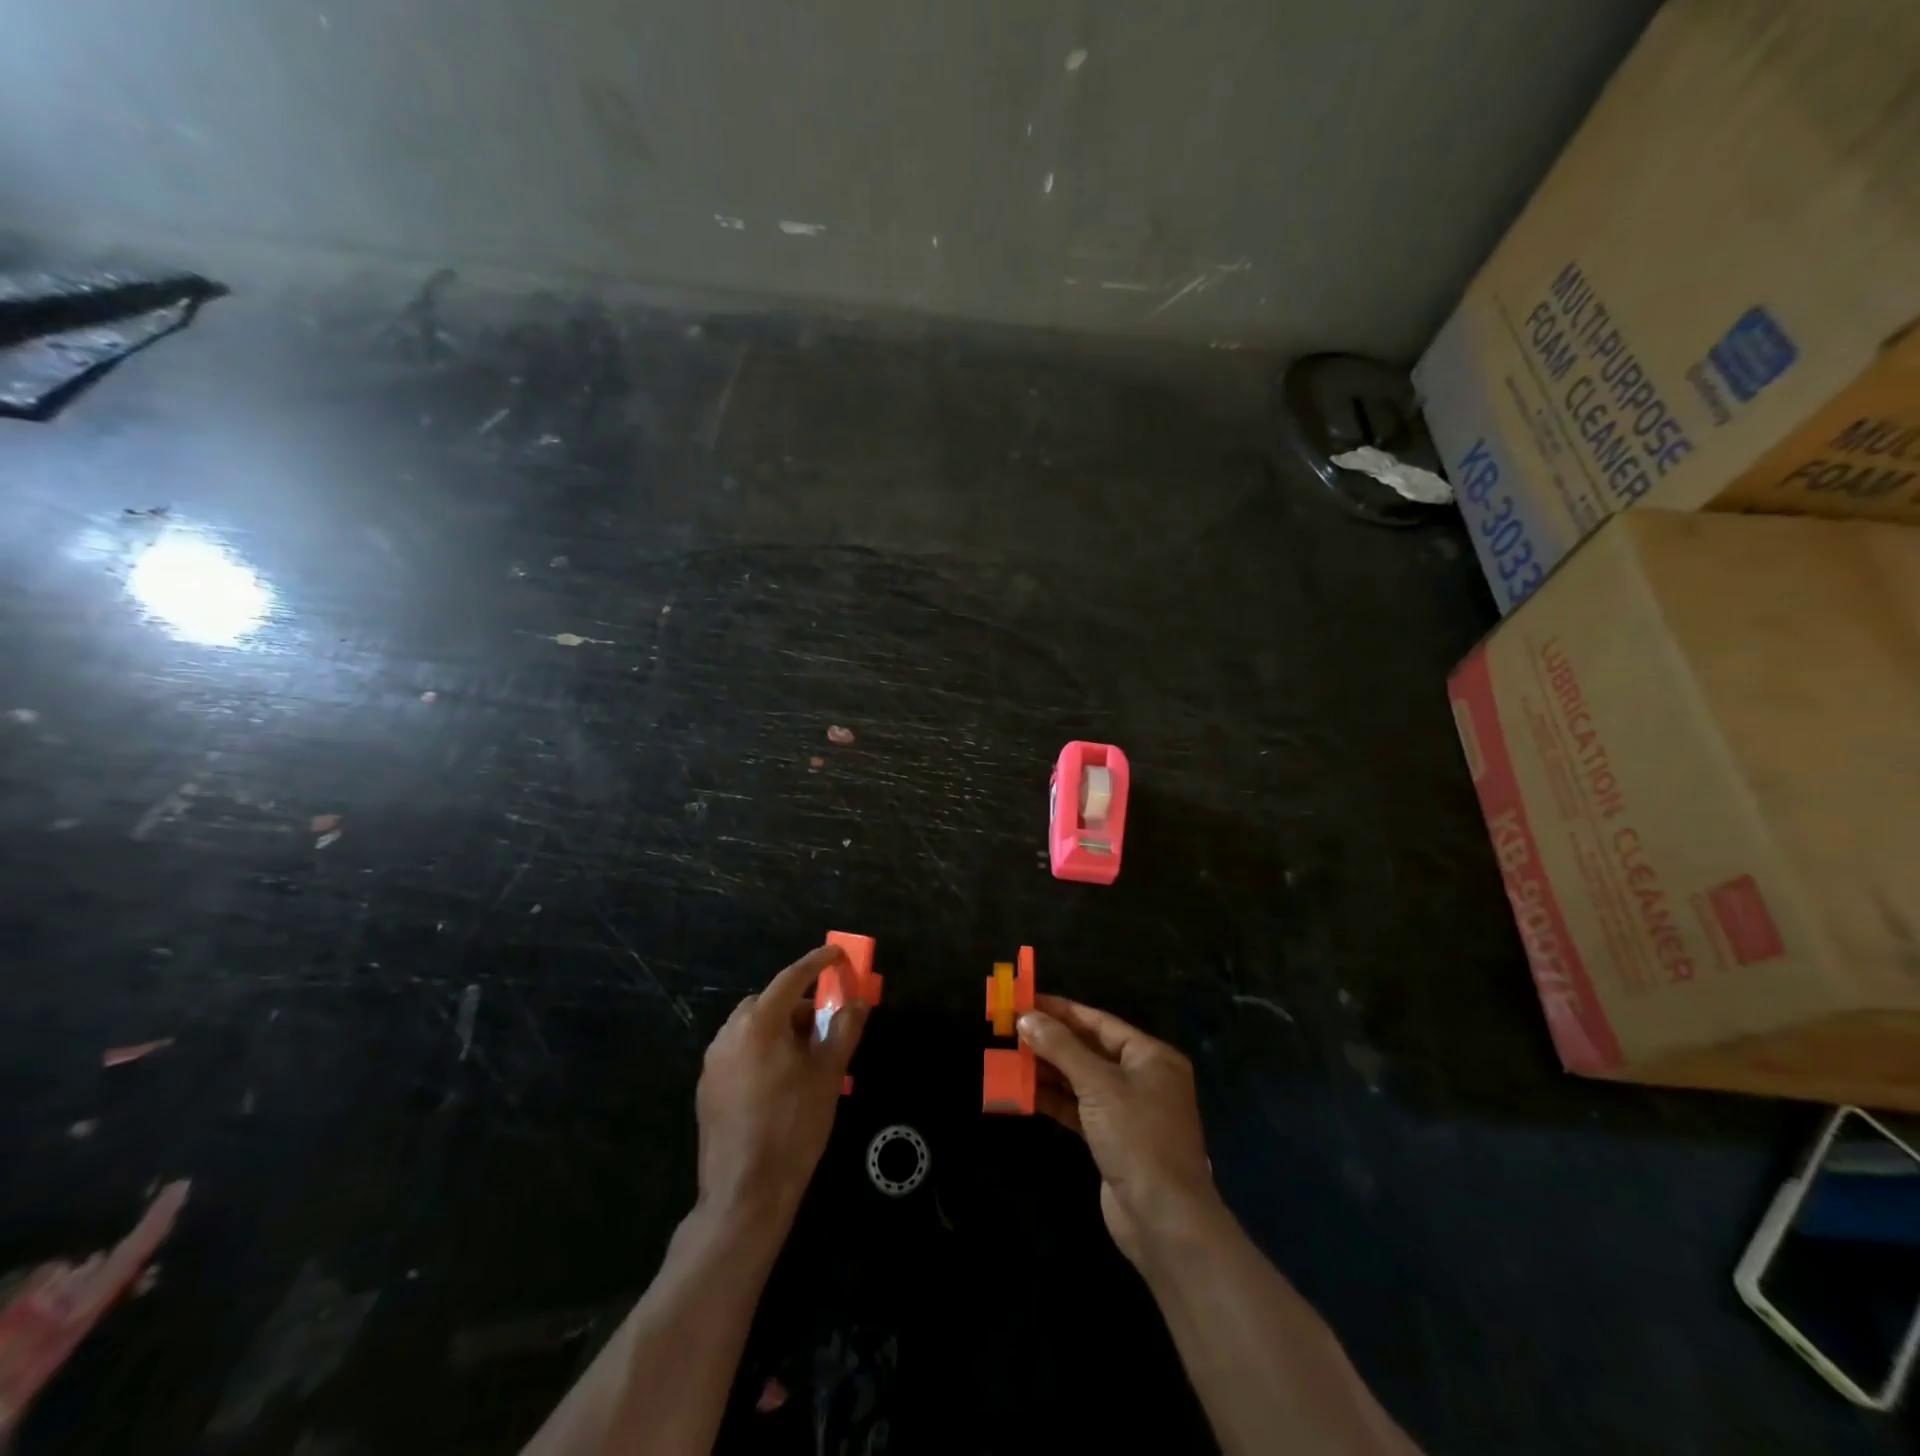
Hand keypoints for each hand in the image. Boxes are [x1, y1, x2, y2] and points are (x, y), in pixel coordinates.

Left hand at [696, 944, 869, 1223]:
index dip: (817, 963)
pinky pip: (738, 1052)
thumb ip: (843, 1030)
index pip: (791, 978)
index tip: (837, 956)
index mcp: (759, 1023)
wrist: (746, 1193)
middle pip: (768, 1003)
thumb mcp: (829, 1074)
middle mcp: (729, 1034)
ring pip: (751, 1028)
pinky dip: (761, 1050)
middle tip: (823, 1024)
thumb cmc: (794, 1126)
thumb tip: (856, 1003)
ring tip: (805, 1057)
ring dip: (778, 1028)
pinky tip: (779, 1081)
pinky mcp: (706, 1089)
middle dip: (797, 1005)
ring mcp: (713, 1062)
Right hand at [1018, 995, 1224, 1268]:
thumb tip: (1027, 1018)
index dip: (1062, 1010)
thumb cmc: (1137, 1138)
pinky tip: (1023, 1092)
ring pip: (1081, 1079)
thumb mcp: (1098, 1085)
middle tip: (1011, 1029)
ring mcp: (1127, 1111)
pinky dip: (1054, 1099)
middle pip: (1089, 1049)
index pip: (1099, 1022)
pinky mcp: (1112, 1139)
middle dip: (1051, 1040)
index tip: (1026, 1001)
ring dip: (1048, 1070)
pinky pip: (1078, 1108)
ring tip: (1010, 1057)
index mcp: (1150, 1056)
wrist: (1163, 1220)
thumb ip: (1061, 1048)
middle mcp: (1141, 1078)